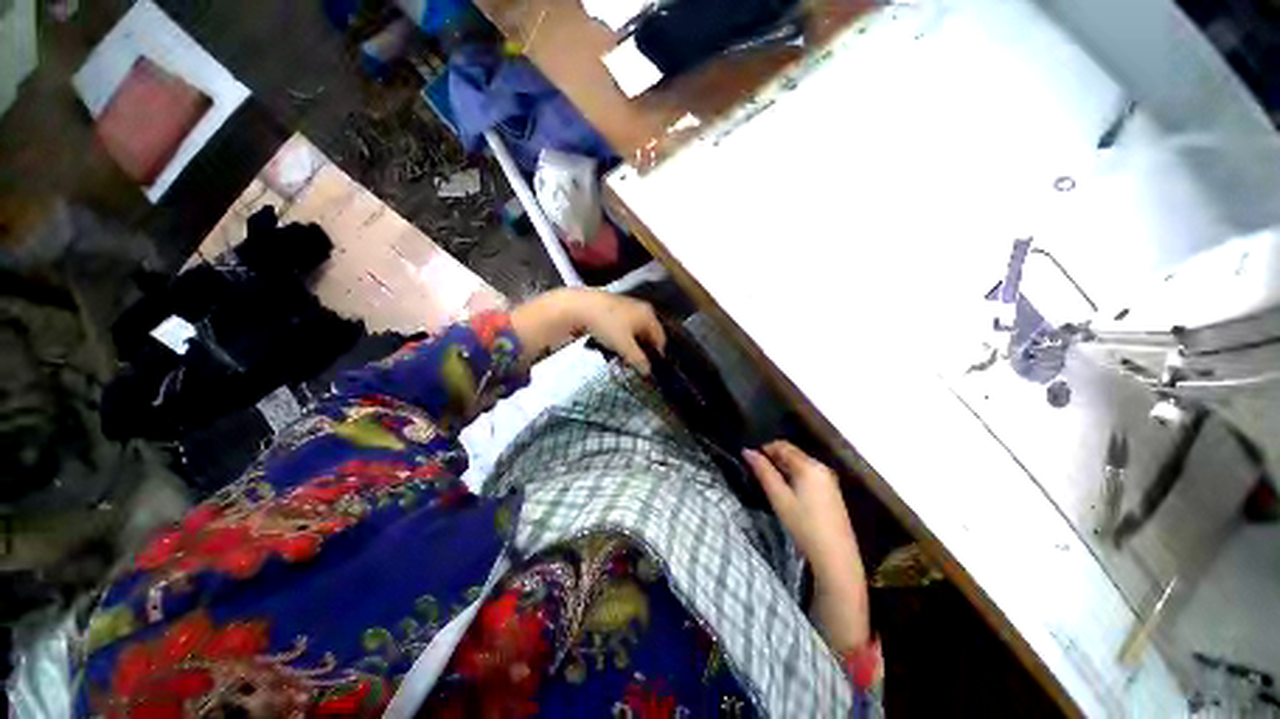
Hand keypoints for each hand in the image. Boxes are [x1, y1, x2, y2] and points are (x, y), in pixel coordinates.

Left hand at [511, 288, 665, 373]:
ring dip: (630, 345)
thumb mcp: (624, 345)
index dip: (656, 355)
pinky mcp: (614, 307)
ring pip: (634, 331)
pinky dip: (621, 336)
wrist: (580, 306)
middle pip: (647, 335)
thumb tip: (648, 371)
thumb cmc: (607, 325)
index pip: (660, 339)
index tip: (647, 367)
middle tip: (632, 363)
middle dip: (641, 350)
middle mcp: (642, 309)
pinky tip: (611, 344)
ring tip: (620, 356)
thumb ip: (638, 359)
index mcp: (649, 316)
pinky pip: (624, 326)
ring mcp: (627, 306)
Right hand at [744, 441, 869, 651]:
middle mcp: (821, 467)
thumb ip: (763, 472)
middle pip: (792, 453)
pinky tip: (788, 494)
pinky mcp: (832, 492)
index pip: (782, 445)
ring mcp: (829, 480)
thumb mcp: (779, 498)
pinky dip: (795, 477)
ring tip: (770, 484)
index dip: (764, 449)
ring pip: (800, 464)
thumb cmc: (804, 525)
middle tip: (757, 473)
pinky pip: (809, 475)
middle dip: (773, 458)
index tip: (750, 461)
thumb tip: (747, 451)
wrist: (836, 558)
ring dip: (783, 468)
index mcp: (809, 465)